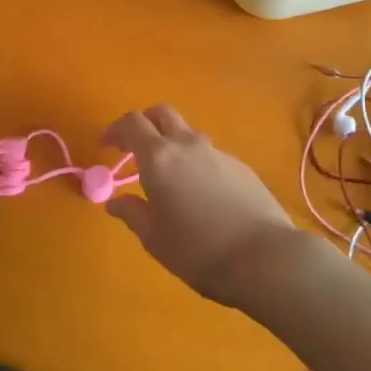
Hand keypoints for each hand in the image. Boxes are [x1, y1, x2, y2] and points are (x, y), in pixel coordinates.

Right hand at [103, 105, 302, 307]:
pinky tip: (201, 194)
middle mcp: (187, 145)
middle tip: (134, 147)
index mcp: (159, 158)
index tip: (106, 145)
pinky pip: (209, 155)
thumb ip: (132, 213)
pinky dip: (196, 163)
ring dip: (172, 144)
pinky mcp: (241, 166)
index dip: (115, 129)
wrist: (263, 256)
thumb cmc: (198, 250)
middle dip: (145, 123)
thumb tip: (115, 201)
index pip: (132, 123)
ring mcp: (218, 153)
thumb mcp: (154, 238)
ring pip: (188, 134)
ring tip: (169, 178)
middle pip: (162, 114)